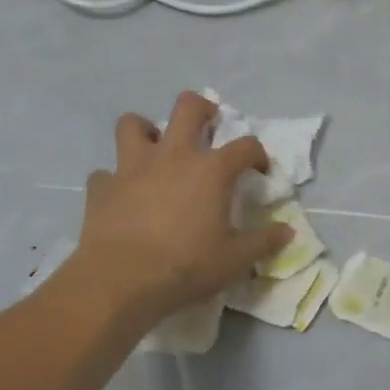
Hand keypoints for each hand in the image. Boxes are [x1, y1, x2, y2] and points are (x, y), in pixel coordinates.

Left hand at [70, 92, 290, 327]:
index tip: (259, 170)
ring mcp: (132, 167)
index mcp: (212, 170)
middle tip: (208, 124)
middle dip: (201, 108)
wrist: (119, 282)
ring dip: (145, 131)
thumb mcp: (234, 260)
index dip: (257, 154)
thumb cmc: (185, 266)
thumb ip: (263, 242)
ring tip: (155, 149)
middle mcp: (173, 156)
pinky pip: (105, 173)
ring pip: (133, 124)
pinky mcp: (102, 188)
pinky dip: (114, 180)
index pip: (246, 146)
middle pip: (187, 107)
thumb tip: (287, 232)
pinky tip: (121, 195)